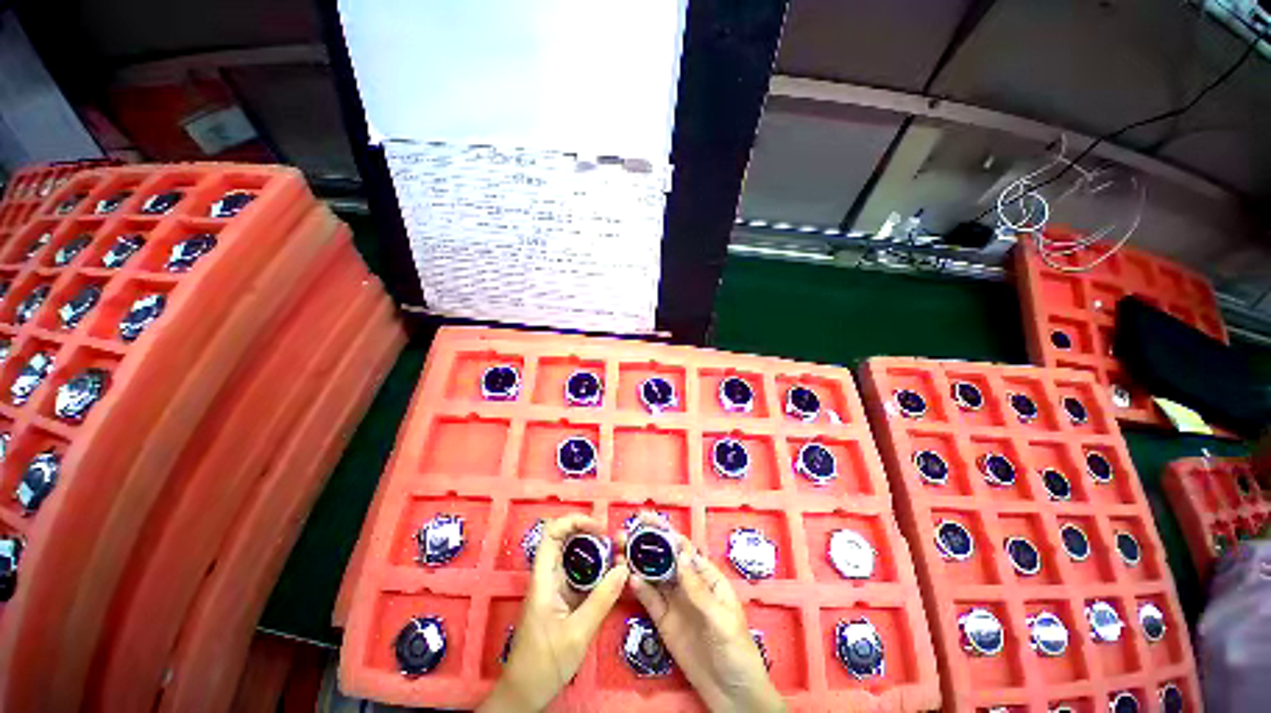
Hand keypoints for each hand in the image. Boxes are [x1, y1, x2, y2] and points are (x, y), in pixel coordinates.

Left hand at [479, 515, 627, 712]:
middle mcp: (548, 577)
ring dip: (596, 552)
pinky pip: (580, 575)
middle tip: (614, 540)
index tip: (600, 528)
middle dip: (590, 533)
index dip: (574, 521)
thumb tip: (624, 568)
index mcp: (543, 579)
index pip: (552, 534)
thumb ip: (602, 600)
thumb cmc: (544, 664)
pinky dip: (596, 570)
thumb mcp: (577, 634)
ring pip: (574, 557)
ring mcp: (555, 587)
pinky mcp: (562, 599)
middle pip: (565, 540)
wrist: (524, 694)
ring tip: (618, 555)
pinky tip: (612, 575)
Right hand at [618, 514, 784, 712]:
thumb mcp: (721, 619)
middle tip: (624, 532)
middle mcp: (688, 584)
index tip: (645, 520)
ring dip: (637, 562)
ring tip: (618, 550)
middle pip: (665, 558)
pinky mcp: (665, 621)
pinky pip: (650, 600)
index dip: (665, 532)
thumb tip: (680, 554)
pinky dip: (639, 588)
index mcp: (706, 576)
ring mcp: (675, 602)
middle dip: (646, 543)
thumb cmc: (737, 650)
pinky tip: (628, 578)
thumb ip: (698, 590)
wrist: (732, 694)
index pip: (683, 548)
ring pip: (654, 576)